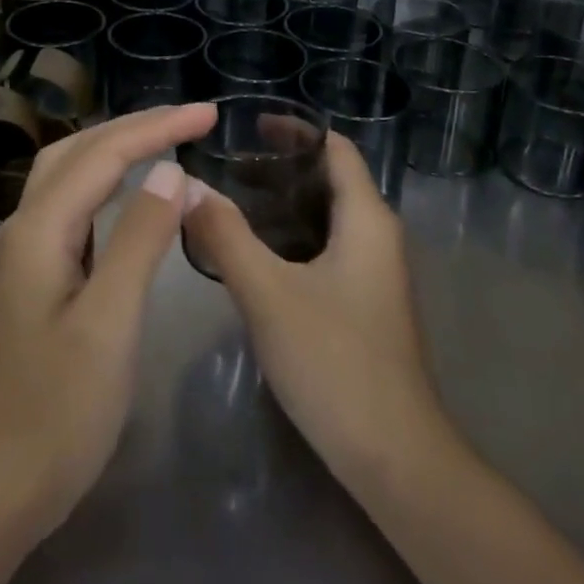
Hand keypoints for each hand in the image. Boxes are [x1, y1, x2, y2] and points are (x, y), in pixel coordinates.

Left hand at [0, 103, 216, 546]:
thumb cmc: (54, 414)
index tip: (209, 114)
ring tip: (164, 139)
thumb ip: (139, 240)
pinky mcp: (30, 278)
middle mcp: (24, 227)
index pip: (105, 155)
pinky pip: (69, 207)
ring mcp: (22, 253)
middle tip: (191, 120)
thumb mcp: (109, 324)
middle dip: (135, 126)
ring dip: (116, 148)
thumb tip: (171, 172)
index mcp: (38, 229)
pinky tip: (125, 194)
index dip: (158, 127)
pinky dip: (103, 183)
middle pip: (79, 151)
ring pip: (69, 174)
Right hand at [182, 131, 452, 491]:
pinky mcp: (366, 306)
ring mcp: (376, 275)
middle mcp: (378, 237)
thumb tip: (187, 185)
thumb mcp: (268, 293)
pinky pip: (328, 250)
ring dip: (284, 205)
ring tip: (232, 202)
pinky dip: (293, 239)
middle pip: (331, 180)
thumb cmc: (334, 361)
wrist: (395, 458)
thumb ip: (225, 235)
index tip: (249, 126)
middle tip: (230, 165)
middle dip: (282, 166)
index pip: (336, 149)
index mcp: (367, 219)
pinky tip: (255, 257)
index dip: (296, 130)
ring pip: (327, 219)